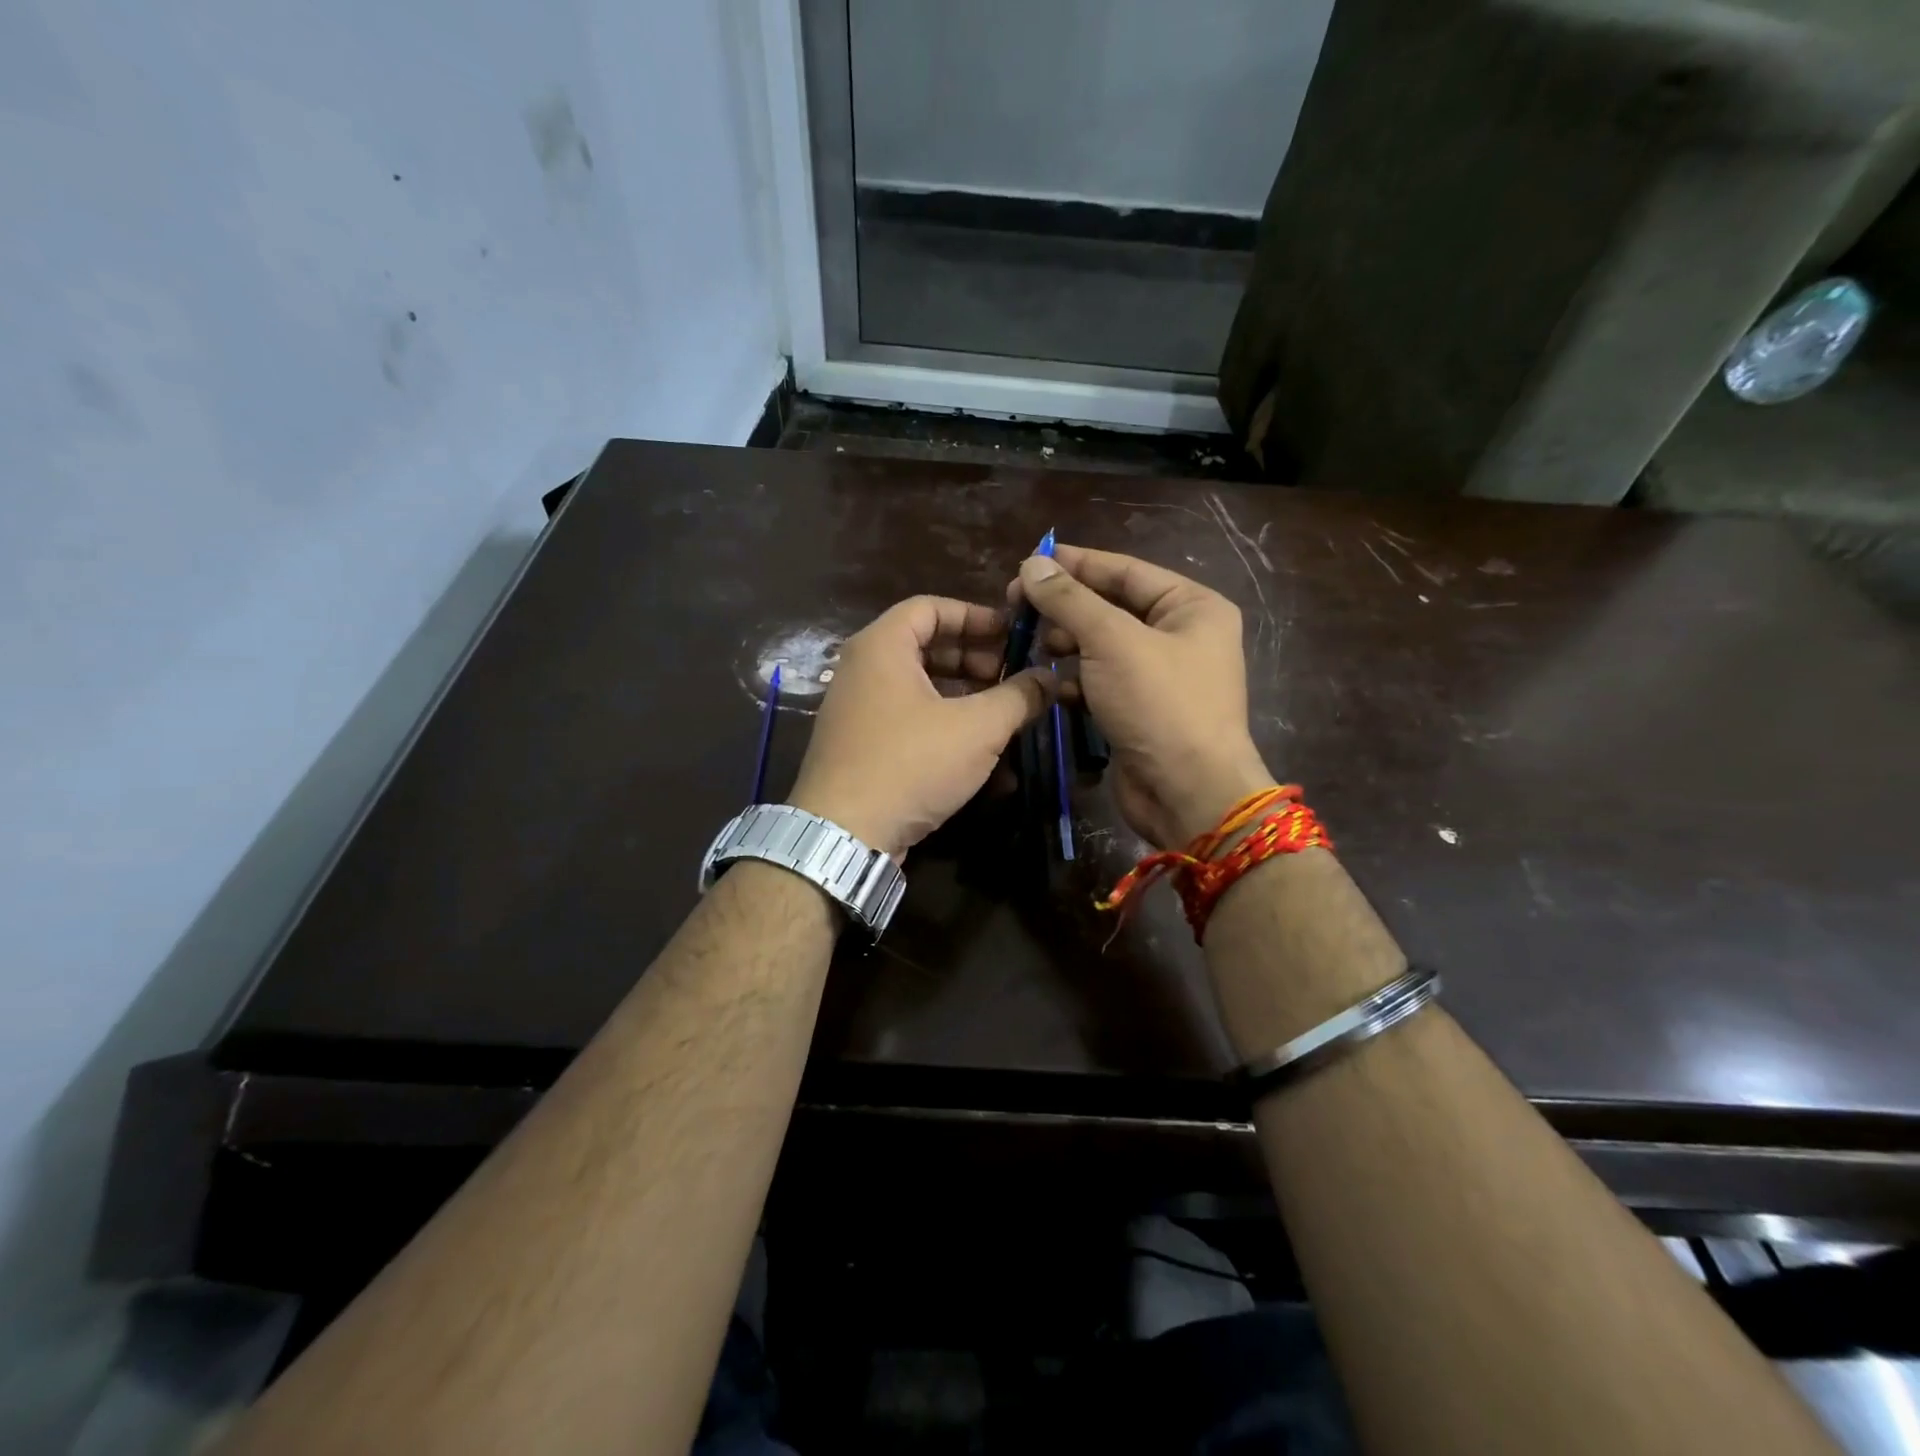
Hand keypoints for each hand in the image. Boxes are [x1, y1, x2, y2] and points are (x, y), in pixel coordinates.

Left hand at [787, 597, 1052, 856]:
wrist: (844, 835)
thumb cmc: (911, 763)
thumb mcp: (977, 728)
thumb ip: (1019, 696)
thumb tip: (1050, 677)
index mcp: (882, 647)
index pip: (931, 607)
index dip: (976, 616)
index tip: (1012, 636)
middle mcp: (863, 671)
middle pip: (926, 648)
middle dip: (976, 661)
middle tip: (1012, 678)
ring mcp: (858, 711)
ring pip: (920, 690)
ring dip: (966, 699)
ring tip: (1004, 717)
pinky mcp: (861, 748)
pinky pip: (909, 723)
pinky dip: (944, 729)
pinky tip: (982, 759)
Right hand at [1010, 544, 1271, 848]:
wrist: (1188, 793)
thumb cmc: (1160, 704)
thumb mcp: (1112, 641)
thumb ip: (1070, 600)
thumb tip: (1031, 564)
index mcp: (1192, 607)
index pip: (1126, 570)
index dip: (1076, 564)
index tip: (1029, 562)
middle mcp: (1181, 636)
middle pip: (1113, 607)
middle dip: (1067, 607)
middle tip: (1018, 608)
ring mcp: (1161, 677)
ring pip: (1103, 647)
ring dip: (1068, 644)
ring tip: (1034, 644)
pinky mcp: (1140, 711)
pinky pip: (1102, 682)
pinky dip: (1076, 681)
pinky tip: (1049, 685)